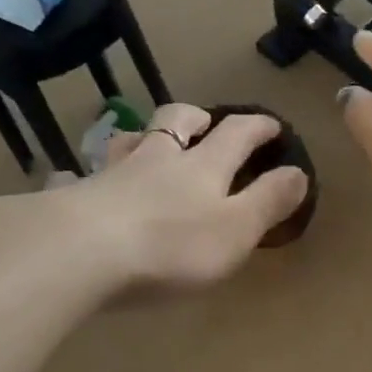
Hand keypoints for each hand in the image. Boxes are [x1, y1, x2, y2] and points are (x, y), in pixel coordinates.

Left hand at [60, 103, 307, 289]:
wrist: (83, 253)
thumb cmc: (173, 246)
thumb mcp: (238, 228)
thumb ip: (269, 201)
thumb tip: (298, 172)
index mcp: (203, 166)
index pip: (237, 134)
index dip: (258, 127)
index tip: (273, 125)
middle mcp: (156, 159)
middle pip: (175, 122)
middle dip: (197, 118)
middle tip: (206, 121)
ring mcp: (110, 174)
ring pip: (128, 141)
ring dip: (141, 136)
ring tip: (146, 141)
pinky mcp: (73, 197)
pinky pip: (75, 177)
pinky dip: (80, 175)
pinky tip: (73, 180)